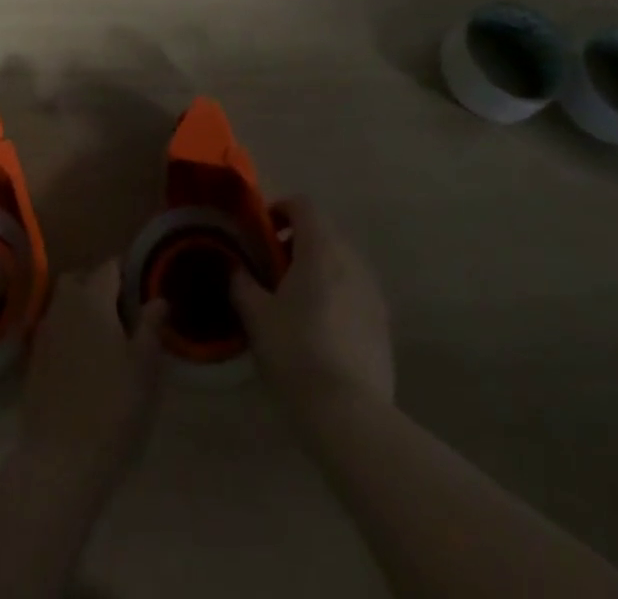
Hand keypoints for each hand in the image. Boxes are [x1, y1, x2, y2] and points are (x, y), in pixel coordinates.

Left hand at [19, 262, 166, 488]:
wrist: (60, 459)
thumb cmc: (112, 407)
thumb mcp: (144, 367)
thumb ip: (151, 327)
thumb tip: (158, 299)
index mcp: (92, 299)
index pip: (109, 267)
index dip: (126, 272)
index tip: (142, 286)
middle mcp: (63, 306)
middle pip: (78, 279)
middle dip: (97, 285)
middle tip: (122, 310)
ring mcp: (43, 333)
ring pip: (62, 304)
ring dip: (80, 308)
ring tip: (105, 336)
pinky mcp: (33, 360)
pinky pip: (53, 330)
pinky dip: (67, 332)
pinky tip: (83, 359)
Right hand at [231, 199, 393, 413]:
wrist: (350, 413)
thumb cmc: (296, 352)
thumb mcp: (256, 315)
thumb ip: (241, 282)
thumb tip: (234, 266)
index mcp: (320, 248)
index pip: (303, 205)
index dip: (280, 209)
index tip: (262, 232)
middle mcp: (352, 260)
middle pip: (323, 233)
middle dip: (297, 243)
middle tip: (273, 270)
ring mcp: (372, 292)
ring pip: (341, 263)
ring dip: (318, 269)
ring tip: (295, 301)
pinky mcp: (383, 323)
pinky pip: (355, 292)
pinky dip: (336, 295)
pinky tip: (319, 330)